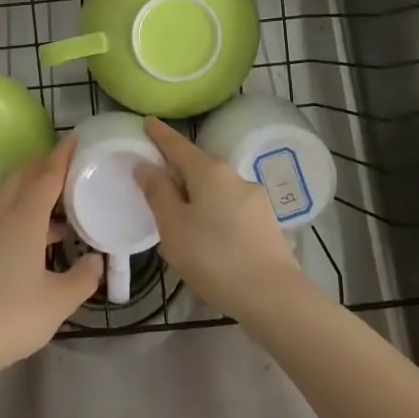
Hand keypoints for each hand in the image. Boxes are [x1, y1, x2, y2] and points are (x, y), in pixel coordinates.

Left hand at [0, 135, 101, 384]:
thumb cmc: (13, 317)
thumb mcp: (60, 301)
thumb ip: (84, 277)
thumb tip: (97, 260)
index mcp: (23, 221)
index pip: (45, 177)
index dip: (61, 157)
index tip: (74, 138)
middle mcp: (2, 219)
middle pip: (21, 178)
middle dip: (43, 166)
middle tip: (68, 166)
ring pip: (10, 198)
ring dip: (33, 191)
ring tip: (61, 205)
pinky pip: (4, 217)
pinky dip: (23, 213)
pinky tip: (40, 239)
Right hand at [135, 117, 304, 322]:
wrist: (273, 296)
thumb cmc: (214, 257)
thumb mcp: (174, 226)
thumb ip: (158, 192)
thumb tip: (145, 165)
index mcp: (210, 172)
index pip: (178, 145)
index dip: (160, 135)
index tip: (148, 121)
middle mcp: (235, 177)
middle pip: (199, 167)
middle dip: (179, 171)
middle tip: (156, 181)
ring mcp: (255, 200)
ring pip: (216, 191)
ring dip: (197, 197)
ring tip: (180, 219)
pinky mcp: (266, 224)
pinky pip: (230, 210)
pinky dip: (214, 214)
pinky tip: (207, 238)